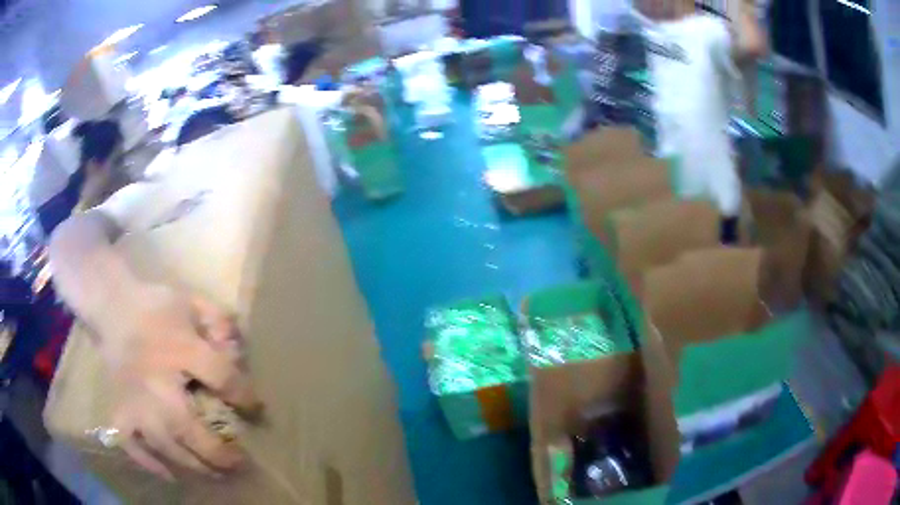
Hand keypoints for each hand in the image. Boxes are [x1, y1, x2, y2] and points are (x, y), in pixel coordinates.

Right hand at [100, 285, 259, 480]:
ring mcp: (134, 403)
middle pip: (191, 431)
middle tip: (240, 463)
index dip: (245, 397)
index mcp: (179, 350)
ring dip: (194, 465)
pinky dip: (150, 463)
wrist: (112, 305)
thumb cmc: (155, 307)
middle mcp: (155, 385)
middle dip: (219, 453)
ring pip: (167, 447)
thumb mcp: (192, 303)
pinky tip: (170, 474)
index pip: (222, 379)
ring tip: (216, 473)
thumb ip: (218, 321)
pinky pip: (133, 446)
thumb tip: (238, 350)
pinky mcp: (118, 410)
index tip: (256, 410)